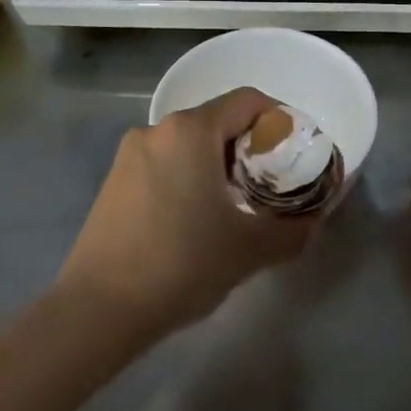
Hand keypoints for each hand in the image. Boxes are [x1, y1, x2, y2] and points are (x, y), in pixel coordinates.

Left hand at [57, 87, 317, 341]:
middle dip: (251, 146)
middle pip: (218, 120)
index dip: (280, 118)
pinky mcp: (114, 181)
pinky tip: (197, 218)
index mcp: (191, 131)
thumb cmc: (181, 264)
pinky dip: (190, 176)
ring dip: (220, 163)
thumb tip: (313, 222)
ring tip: (237, 203)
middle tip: (273, 182)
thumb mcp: (249, 249)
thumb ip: (292, 230)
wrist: (97, 310)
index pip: (248, 101)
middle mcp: (157, 130)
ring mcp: (130, 155)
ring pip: (190, 143)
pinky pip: (165, 162)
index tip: (296, 151)